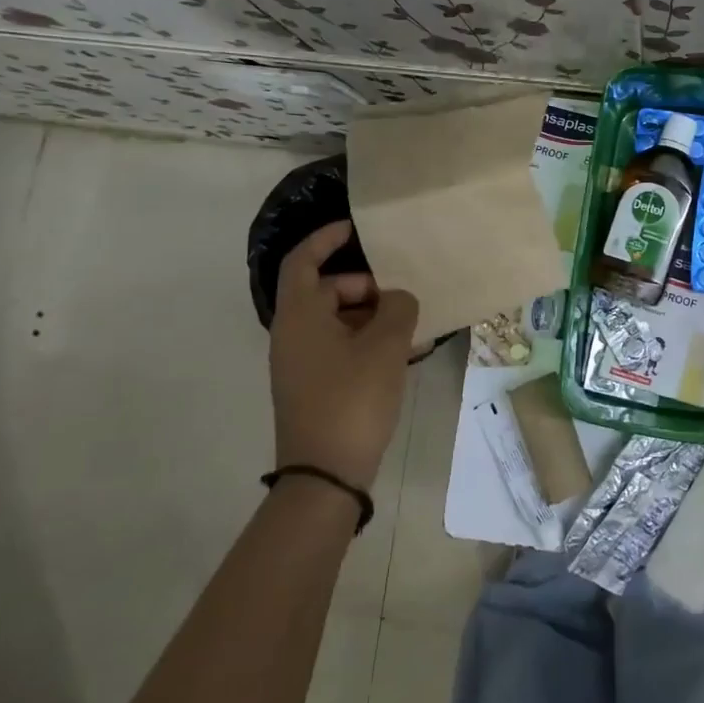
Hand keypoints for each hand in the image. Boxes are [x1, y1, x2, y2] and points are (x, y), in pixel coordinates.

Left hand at [269, 220, 418, 487]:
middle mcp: (293, 333)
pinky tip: (402, 354)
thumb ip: (397, 308)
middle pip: (325, 289)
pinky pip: (339, 346)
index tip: (357, 228)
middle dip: (365, 286)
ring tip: (410, 327)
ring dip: (371, 316)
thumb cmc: (352, 398)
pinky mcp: (313, 385)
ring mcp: (300, 362)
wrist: (325, 474)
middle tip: (401, 296)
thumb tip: (397, 299)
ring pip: (336, 320)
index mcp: (300, 315)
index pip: (303, 260)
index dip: (326, 238)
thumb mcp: (386, 345)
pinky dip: (366, 341)